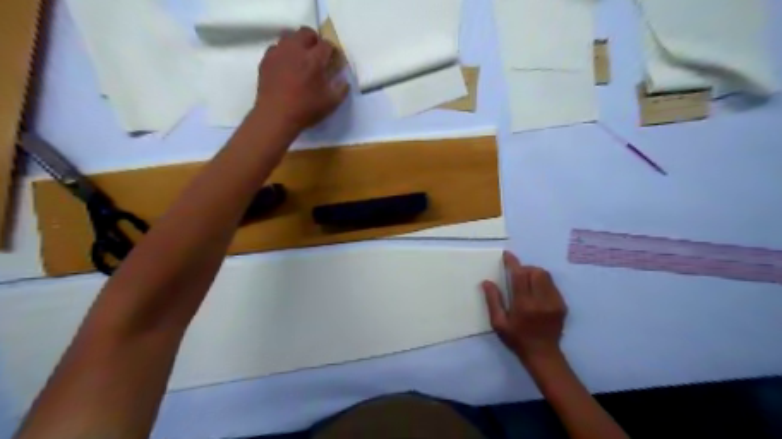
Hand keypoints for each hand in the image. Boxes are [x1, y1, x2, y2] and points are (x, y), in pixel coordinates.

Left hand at [252, 27, 349, 132]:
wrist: (276, 116)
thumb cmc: (306, 110)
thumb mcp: (331, 103)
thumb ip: (341, 89)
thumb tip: (345, 81)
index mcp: (314, 60)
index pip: (327, 44)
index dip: (332, 51)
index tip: (333, 60)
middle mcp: (296, 50)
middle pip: (306, 32)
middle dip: (314, 41)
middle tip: (317, 55)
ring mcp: (279, 53)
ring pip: (289, 36)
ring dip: (297, 44)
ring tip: (300, 58)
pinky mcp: (266, 60)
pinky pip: (276, 48)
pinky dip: (283, 53)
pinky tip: (286, 66)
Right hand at [484, 252, 568, 365]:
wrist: (543, 355)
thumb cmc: (517, 339)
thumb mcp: (499, 323)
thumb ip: (493, 301)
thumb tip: (487, 282)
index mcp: (524, 305)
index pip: (519, 276)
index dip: (513, 263)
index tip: (507, 255)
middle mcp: (541, 301)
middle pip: (536, 272)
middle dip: (525, 269)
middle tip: (517, 276)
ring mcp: (554, 302)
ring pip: (546, 276)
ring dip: (534, 274)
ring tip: (526, 283)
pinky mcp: (562, 305)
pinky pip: (552, 285)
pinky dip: (542, 283)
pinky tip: (536, 294)